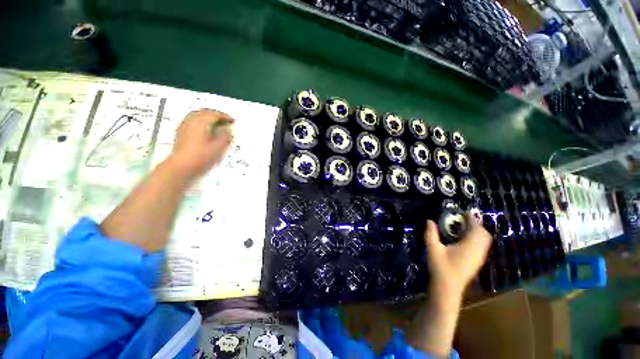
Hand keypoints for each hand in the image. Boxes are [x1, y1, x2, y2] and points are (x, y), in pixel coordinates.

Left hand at [168, 109, 232, 178]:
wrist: (182, 166)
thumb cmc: (202, 156)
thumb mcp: (219, 147)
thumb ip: (225, 136)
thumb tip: (227, 129)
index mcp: (202, 122)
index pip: (215, 115)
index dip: (225, 116)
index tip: (232, 120)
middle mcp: (192, 121)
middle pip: (204, 112)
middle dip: (215, 115)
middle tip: (224, 120)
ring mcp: (184, 126)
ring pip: (197, 115)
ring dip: (207, 117)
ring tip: (215, 124)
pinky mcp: (181, 132)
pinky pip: (191, 121)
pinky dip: (200, 121)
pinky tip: (204, 129)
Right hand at [423, 215, 491, 301]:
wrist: (448, 288)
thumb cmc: (440, 267)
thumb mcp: (433, 248)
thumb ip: (431, 233)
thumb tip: (430, 220)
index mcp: (469, 246)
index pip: (476, 229)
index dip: (472, 219)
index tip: (464, 212)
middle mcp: (478, 251)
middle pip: (484, 234)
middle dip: (476, 225)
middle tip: (463, 219)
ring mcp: (479, 258)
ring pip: (484, 241)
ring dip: (476, 232)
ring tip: (462, 228)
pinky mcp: (477, 262)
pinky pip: (481, 246)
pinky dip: (476, 239)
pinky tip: (463, 240)